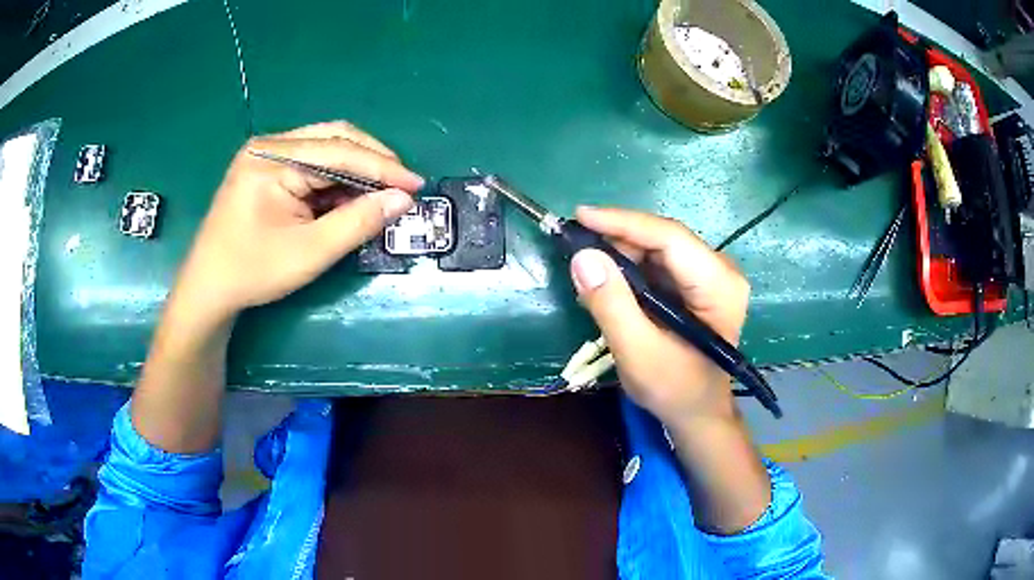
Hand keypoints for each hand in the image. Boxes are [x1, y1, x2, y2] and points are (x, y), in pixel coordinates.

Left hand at [174, 122, 423, 320]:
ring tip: (379, 196)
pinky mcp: (268, 167)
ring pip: (326, 148)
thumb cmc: (253, 271)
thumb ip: (357, 222)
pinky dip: (336, 179)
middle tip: (401, 187)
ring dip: (356, 170)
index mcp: (272, 159)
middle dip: (372, 161)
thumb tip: (403, 200)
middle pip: (334, 138)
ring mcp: (267, 154)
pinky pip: (312, 162)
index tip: (417, 185)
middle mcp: (269, 146)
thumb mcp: (310, 252)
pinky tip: (348, 199)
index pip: (339, 151)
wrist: (209, 287)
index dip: (383, 167)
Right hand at [569, 206, 748, 426]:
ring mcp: (711, 275)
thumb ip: (611, 306)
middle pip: (664, 239)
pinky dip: (630, 269)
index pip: (670, 238)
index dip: (623, 222)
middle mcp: (721, 271)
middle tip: (575, 248)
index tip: (580, 216)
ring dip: (621, 255)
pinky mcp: (698, 283)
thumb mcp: (638, 354)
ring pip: (658, 248)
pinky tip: (608, 283)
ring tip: (587, 270)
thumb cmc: (675, 390)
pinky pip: (659, 263)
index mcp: (719, 286)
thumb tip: (582, 257)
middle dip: (618, 240)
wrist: (698, 412)